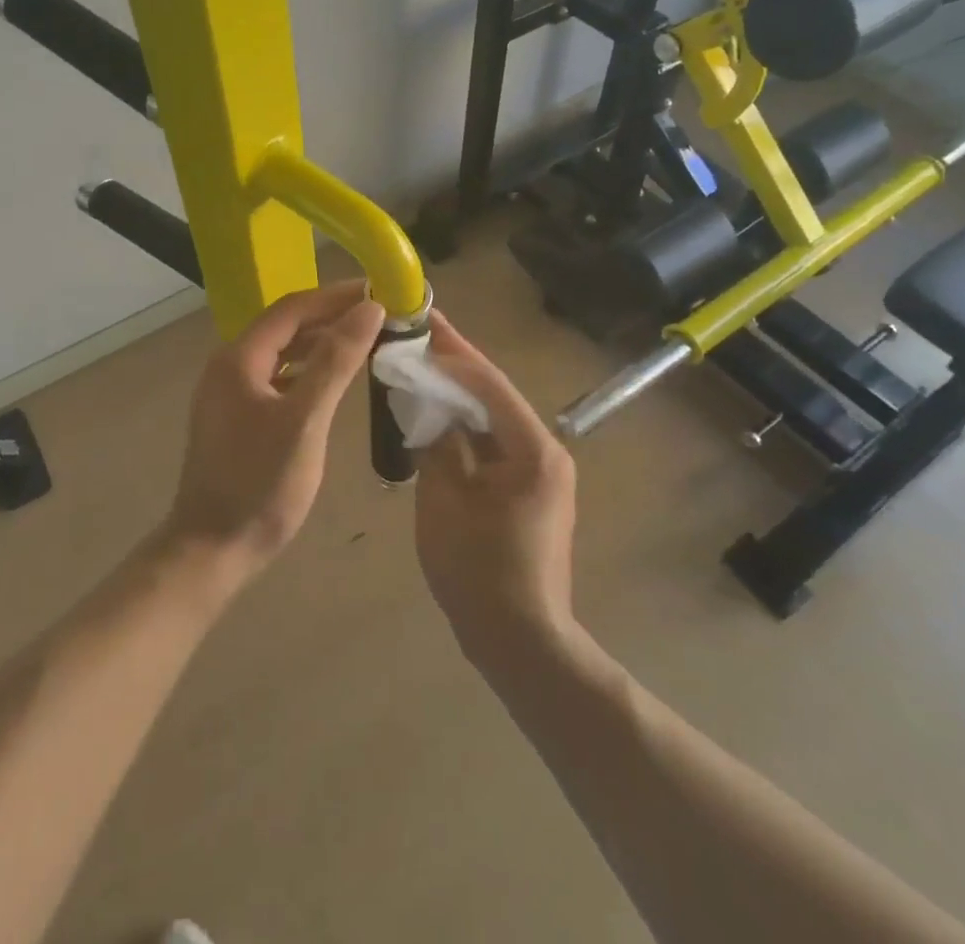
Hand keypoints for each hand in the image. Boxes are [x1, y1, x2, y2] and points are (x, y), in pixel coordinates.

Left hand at [162, 281, 384, 587]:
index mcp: (239, 358)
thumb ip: (336, 361)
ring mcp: (230, 392)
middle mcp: (229, 365)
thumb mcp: (304, 420)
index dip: (336, 296)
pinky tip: (334, 378)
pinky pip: (278, 377)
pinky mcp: (237, 416)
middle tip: (379, 315)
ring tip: (365, 340)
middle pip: (286, 326)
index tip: (378, 290)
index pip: (292, 308)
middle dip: (332, 316)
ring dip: (321, 342)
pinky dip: (308, 370)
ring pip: (282, 352)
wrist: (212, 549)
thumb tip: (368, 310)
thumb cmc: (260, 484)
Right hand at [414, 311, 577, 661]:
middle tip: (418, 334)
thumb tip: (430, 410)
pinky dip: (465, 426)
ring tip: (421, 364)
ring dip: (458, 394)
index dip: (452, 354)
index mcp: (533, 449)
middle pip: (494, 395)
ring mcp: (540, 471)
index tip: (422, 324)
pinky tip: (436, 413)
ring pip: (493, 417)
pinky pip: (493, 443)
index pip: (488, 385)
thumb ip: (438, 445)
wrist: (520, 640)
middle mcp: (546, 451)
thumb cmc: (479, 571)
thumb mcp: (445, 501)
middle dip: (455, 365)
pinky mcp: (529, 489)